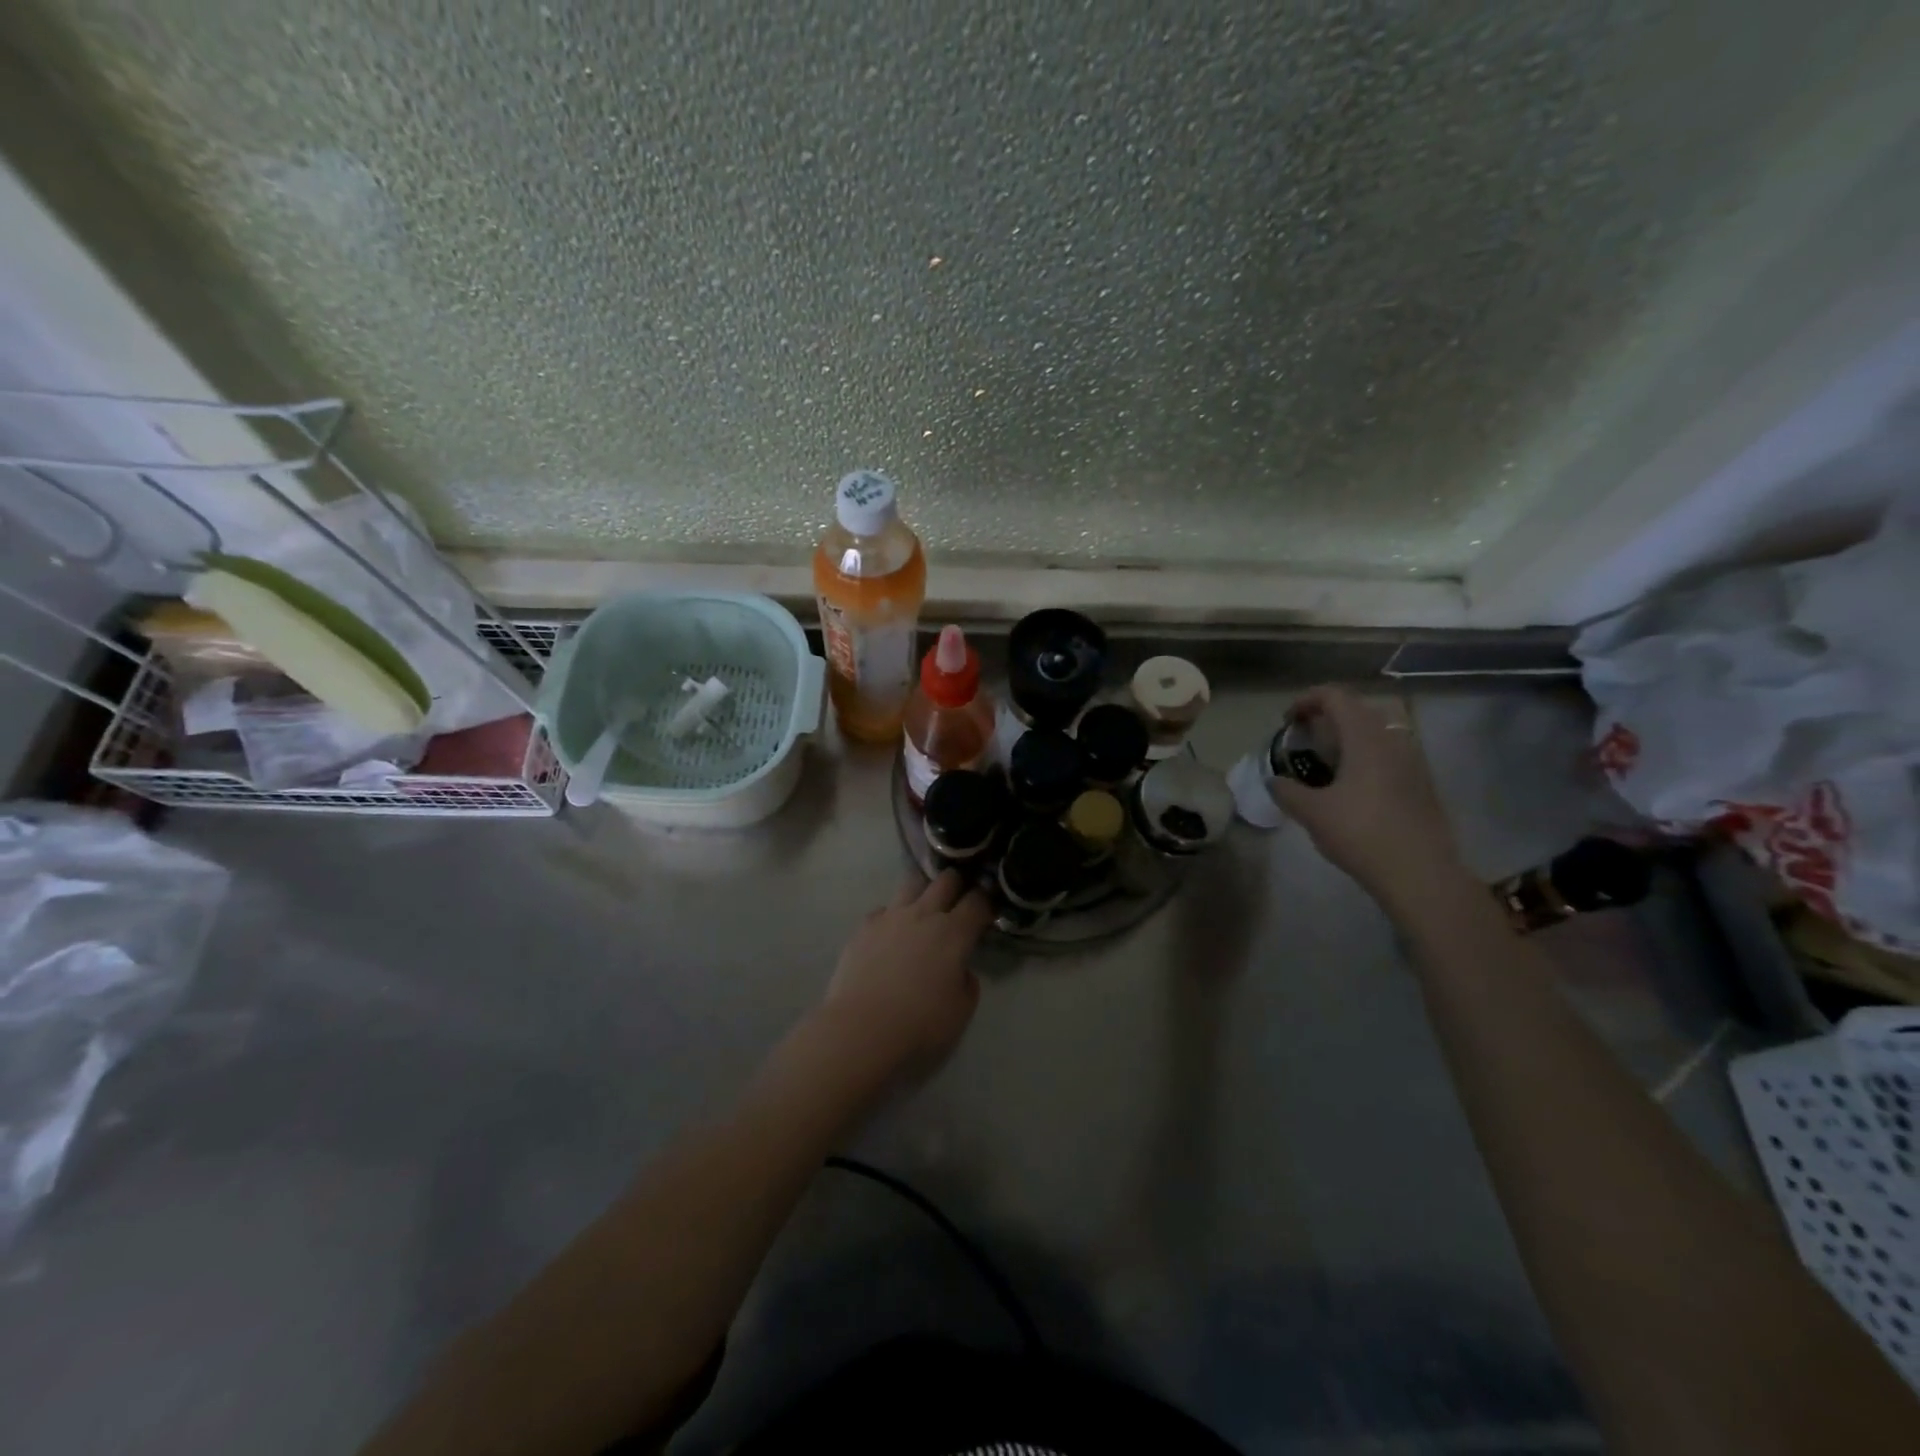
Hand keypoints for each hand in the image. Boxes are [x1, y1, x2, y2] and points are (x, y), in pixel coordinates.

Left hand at [817, 870, 993, 1082]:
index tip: (989, 909)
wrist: (862, 1027)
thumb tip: (961, 969)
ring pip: (912, 883)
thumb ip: (968, 983)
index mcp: (954, 933)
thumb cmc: (920, 1023)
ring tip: (923, 905)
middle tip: (959, 898)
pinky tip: (890, 933)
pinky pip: (883, 909)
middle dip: (958, 883)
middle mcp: (924, 914)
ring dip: (923, 890)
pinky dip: (891, 916)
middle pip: (946, 880)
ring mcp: (891, 916)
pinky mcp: (865, 926)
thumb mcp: (962, 1011)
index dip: (987, 901)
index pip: (978, 901)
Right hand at [1268, 685, 1467, 905]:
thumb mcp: (1312, 813)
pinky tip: (1350, 788)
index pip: (1336, 697)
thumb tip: (1274, 781)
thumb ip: (1287, 791)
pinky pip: (1388, 754)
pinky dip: (1364, 757)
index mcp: (1365, 738)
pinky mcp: (1421, 783)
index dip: (1307, 700)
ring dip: (1347, 738)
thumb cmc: (1362, 834)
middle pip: (1357, 710)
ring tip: (1325, 764)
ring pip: (1375, 733)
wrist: (1421, 873)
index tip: (1288, 721)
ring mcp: (1412, 761)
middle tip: (1303, 740)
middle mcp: (1392, 740)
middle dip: (1326, 718)